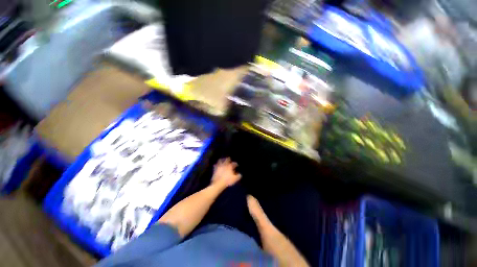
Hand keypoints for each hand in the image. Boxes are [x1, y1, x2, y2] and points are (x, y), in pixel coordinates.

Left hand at [211, 158, 240, 188]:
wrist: (218, 183)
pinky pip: (215, 165)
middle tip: (229, 158)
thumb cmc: (228, 180)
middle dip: (228, 159)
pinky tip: (216, 164)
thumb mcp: (235, 179)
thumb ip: (238, 176)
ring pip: (220, 161)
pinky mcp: (215, 169)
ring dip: (222, 160)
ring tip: (222, 159)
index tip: (237, 165)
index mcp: (230, 166)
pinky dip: (216, 164)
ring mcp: (219, 166)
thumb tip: (240, 174)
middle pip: (227, 160)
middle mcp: (225, 165)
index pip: (233, 163)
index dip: (235, 164)